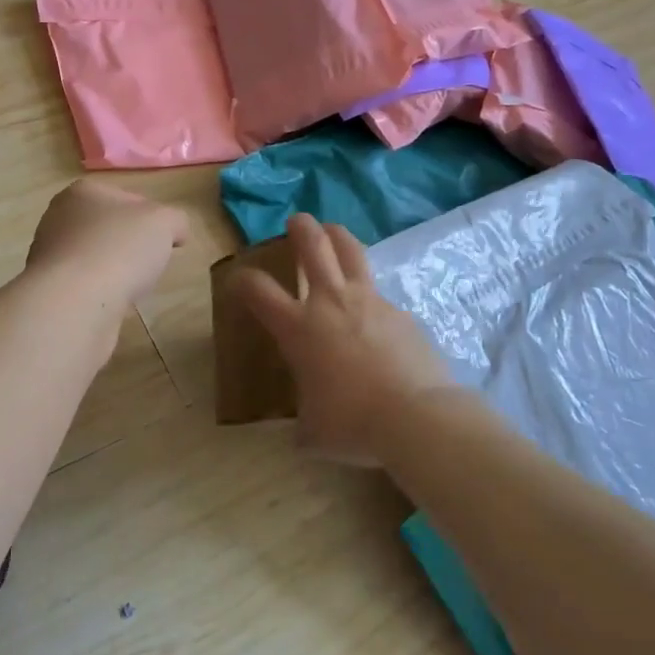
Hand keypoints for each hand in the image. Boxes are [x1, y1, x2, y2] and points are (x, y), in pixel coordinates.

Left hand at [27, 179, 189, 311]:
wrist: (75, 303)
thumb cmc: (120, 249)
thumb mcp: (165, 223)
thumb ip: (175, 220)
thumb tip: (175, 233)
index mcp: (83, 192)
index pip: (127, 199)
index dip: (152, 218)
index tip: (166, 239)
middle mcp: (58, 218)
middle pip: (108, 229)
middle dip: (130, 246)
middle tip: (150, 263)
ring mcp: (49, 255)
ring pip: (95, 259)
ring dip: (114, 271)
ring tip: (131, 287)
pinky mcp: (48, 290)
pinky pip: (84, 287)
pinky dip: (100, 294)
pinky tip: (111, 304)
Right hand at [232, 214, 452, 464]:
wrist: (416, 417)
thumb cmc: (353, 424)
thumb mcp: (314, 431)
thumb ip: (304, 421)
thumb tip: (305, 429)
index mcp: (299, 328)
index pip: (258, 290)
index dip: (242, 280)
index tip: (238, 280)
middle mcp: (331, 303)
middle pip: (312, 246)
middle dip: (300, 229)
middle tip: (296, 222)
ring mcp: (370, 302)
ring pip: (352, 252)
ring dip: (338, 236)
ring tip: (333, 232)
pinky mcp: (401, 313)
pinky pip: (380, 295)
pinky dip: (370, 295)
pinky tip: (374, 316)